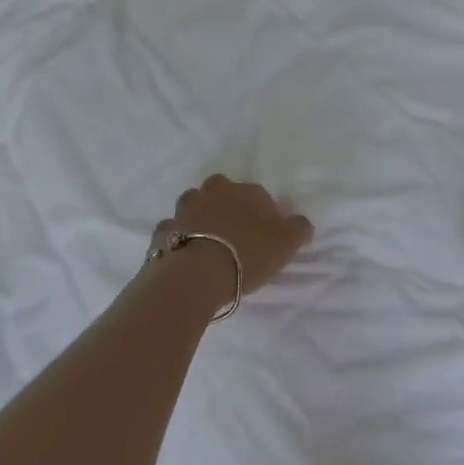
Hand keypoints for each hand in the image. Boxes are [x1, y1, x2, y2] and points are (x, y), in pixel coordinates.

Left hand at [150, 175, 312, 301]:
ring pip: (192, 204)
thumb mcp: (286, 244)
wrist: (196, 275)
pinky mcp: (162, 232)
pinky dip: (177, 236)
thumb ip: (298, 229)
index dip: (263, 212)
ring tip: (206, 241)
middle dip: (224, 202)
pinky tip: (183, 253)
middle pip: (219, 189)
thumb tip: (301, 222)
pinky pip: (171, 230)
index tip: (266, 233)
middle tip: (233, 230)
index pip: (258, 194)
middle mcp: (212, 193)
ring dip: (198, 216)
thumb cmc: (247, 255)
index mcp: (245, 192)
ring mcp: (184, 210)